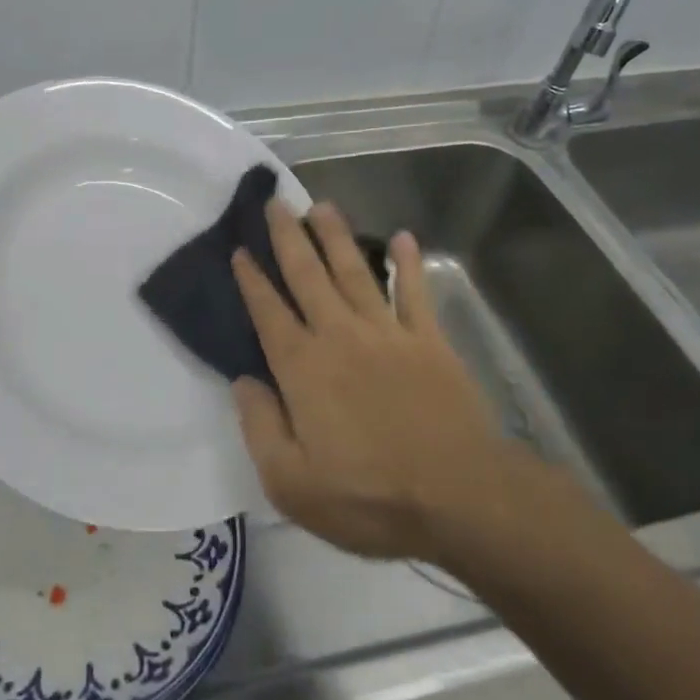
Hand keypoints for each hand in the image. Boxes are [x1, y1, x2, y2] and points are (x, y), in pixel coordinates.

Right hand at [230, 199, 563, 568]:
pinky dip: (408, 264)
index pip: (268, 312)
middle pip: (308, 275)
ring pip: (354, 272)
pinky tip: (402, 237)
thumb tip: (243, 381)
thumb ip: (260, 426)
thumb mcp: (291, 483)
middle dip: (288, 237)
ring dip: (336, 236)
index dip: (252, 279)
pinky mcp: (429, 342)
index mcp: (303, 367)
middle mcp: (340, 336)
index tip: (241, 249)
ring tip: (322, 205)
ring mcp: (387, 334)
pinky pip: (415, 293)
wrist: (459, 497)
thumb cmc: (368, 496)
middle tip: (276, 203)